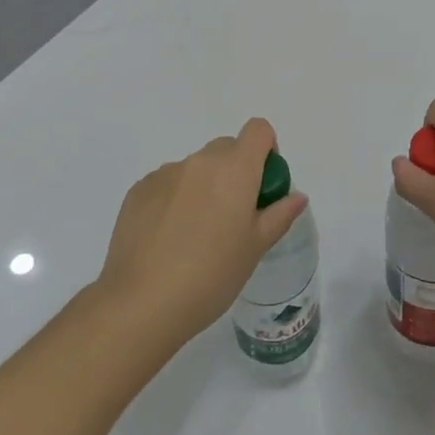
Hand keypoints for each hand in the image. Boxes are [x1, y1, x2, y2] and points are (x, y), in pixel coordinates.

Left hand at [97, 118, 308, 342]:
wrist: (142, 303)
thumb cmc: (211, 275)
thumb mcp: (255, 248)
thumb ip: (279, 215)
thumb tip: (297, 196)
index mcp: (235, 169)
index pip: (258, 130)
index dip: (266, 149)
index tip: (262, 184)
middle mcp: (200, 161)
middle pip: (226, 148)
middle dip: (235, 171)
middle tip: (232, 216)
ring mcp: (165, 173)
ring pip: (195, 168)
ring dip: (203, 187)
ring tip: (194, 235)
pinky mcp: (138, 190)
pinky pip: (167, 184)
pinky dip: (174, 200)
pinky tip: (167, 239)